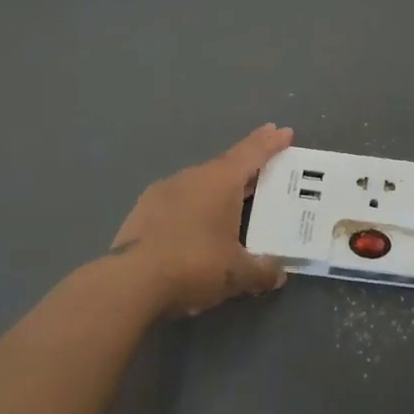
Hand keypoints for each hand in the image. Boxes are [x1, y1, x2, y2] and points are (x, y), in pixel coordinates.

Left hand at [109, 124, 292, 317]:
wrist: (130, 282)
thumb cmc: (194, 265)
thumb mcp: (237, 273)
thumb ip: (262, 270)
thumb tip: (279, 273)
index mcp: (221, 180)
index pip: (252, 153)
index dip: (270, 143)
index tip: (284, 131)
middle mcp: (193, 176)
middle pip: (227, 164)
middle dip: (247, 163)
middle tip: (265, 164)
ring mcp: (164, 191)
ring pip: (200, 182)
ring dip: (218, 187)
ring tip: (231, 201)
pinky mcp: (142, 210)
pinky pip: (179, 200)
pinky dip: (194, 206)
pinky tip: (195, 224)